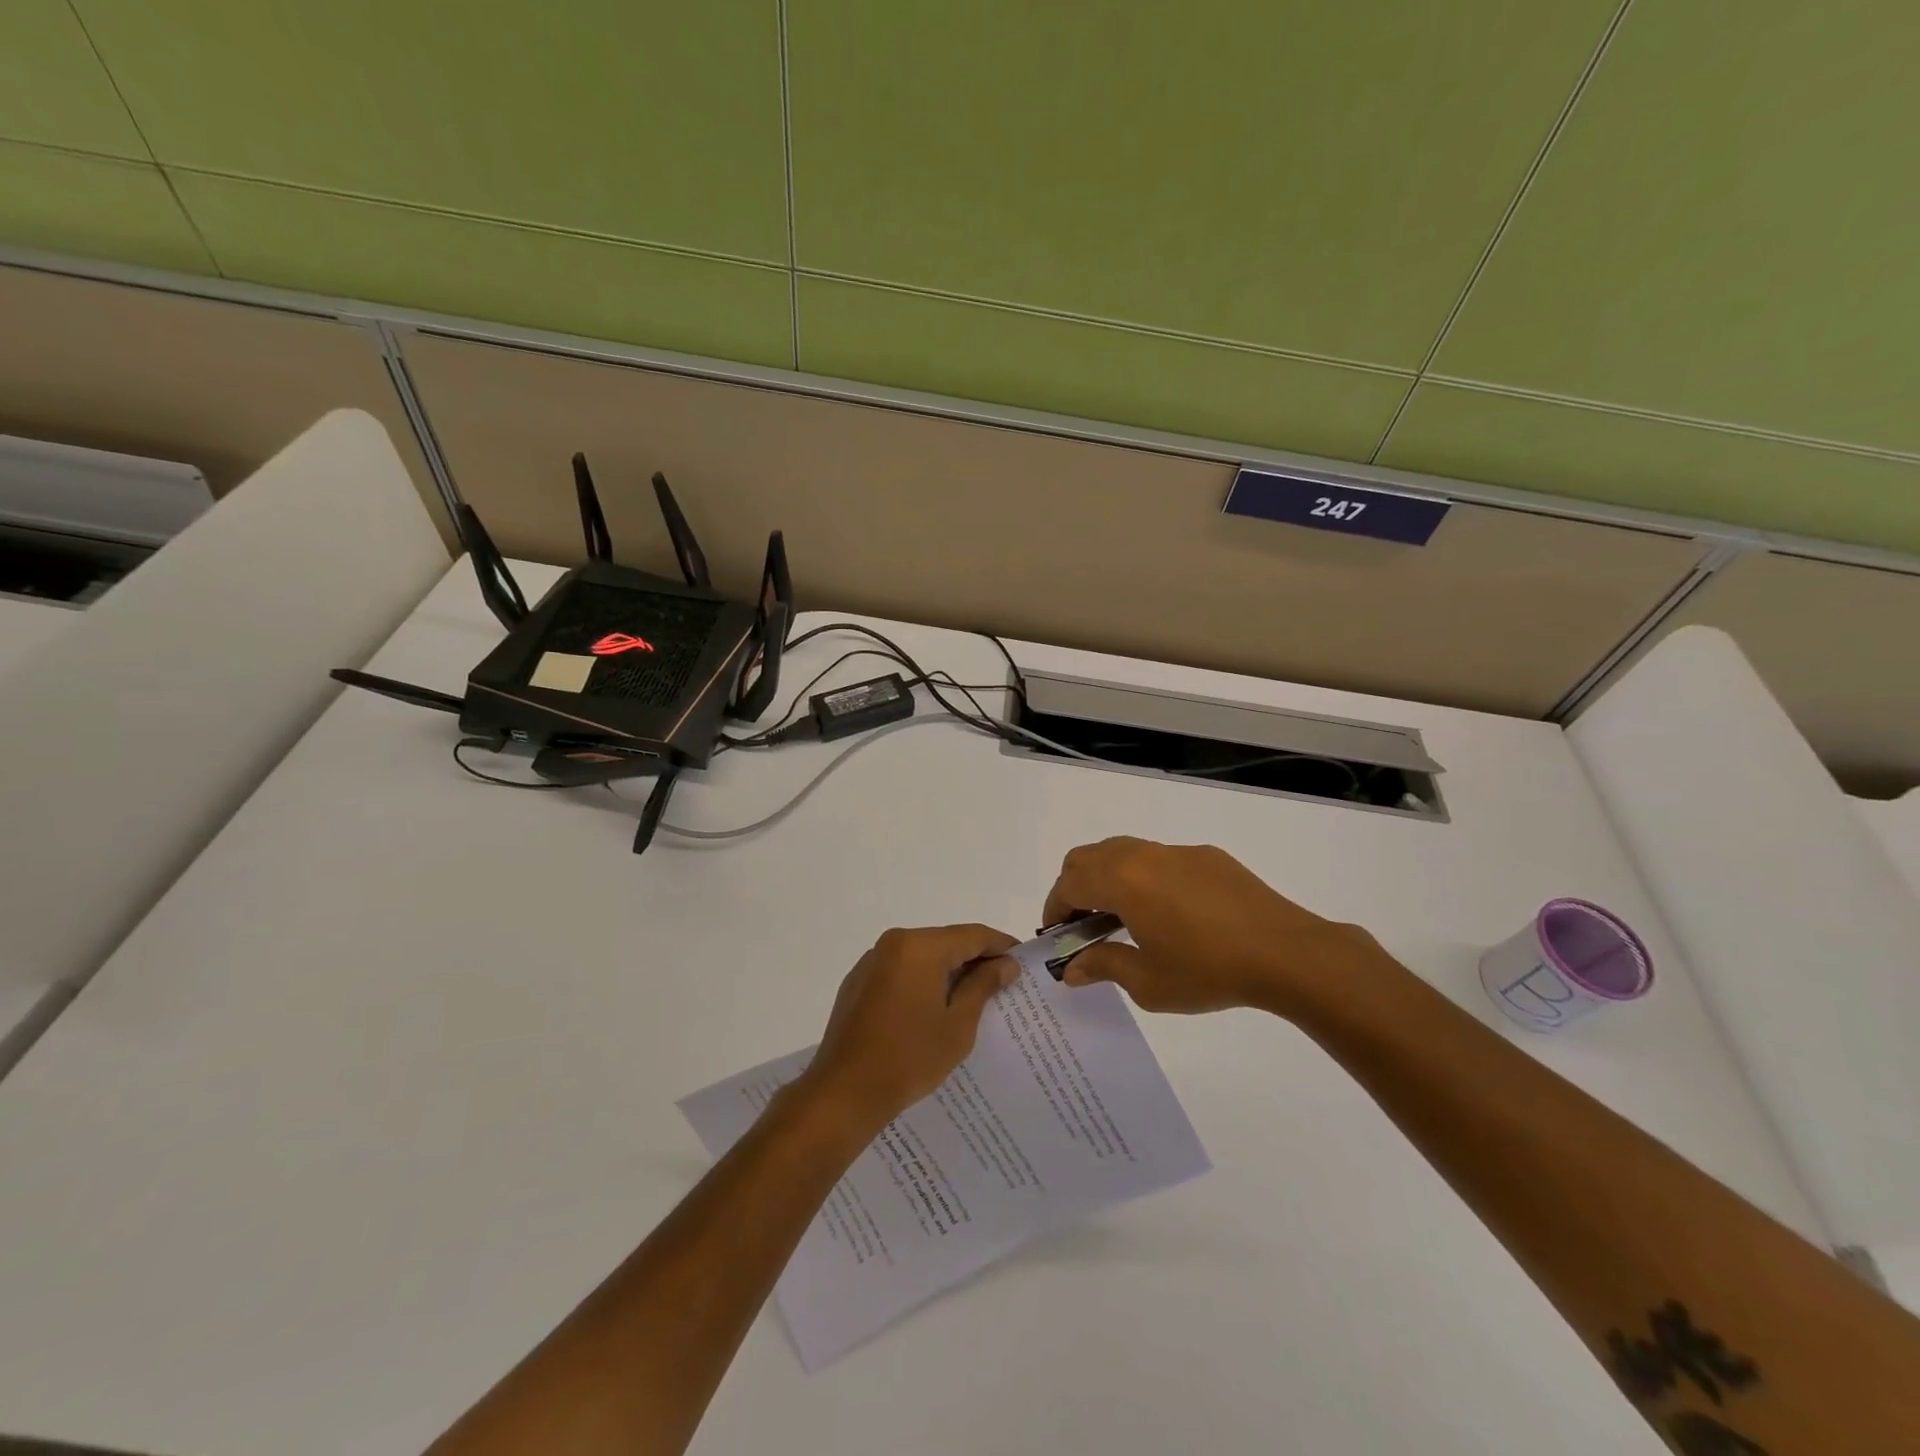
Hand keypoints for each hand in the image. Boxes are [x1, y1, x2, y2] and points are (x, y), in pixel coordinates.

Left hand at [799, 924, 1018, 1129]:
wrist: (844, 1092)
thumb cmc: (910, 1057)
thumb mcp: (958, 1024)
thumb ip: (983, 986)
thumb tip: (1006, 964)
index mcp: (920, 947)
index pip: (973, 935)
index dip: (1001, 946)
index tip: (1022, 962)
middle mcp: (895, 943)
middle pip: (947, 942)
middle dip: (975, 959)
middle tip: (1002, 984)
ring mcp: (873, 960)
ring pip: (923, 955)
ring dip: (948, 971)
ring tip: (972, 998)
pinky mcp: (859, 981)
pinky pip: (902, 970)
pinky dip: (923, 980)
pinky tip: (933, 1008)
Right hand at [1042, 837, 1385, 1016]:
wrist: (1287, 953)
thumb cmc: (1208, 970)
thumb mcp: (1148, 982)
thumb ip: (1103, 966)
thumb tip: (1072, 968)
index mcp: (1122, 881)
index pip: (1069, 884)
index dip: (1054, 908)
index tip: (1055, 936)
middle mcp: (1143, 855)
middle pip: (1088, 856)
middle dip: (1074, 887)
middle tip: (1081, 925)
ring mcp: (1177, 851)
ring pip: (1123, 851)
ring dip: (1107, 878)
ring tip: (1120, 918)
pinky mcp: (1207, 856)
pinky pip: (1158, 858)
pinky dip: (1142, 877)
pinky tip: (1167, 913)